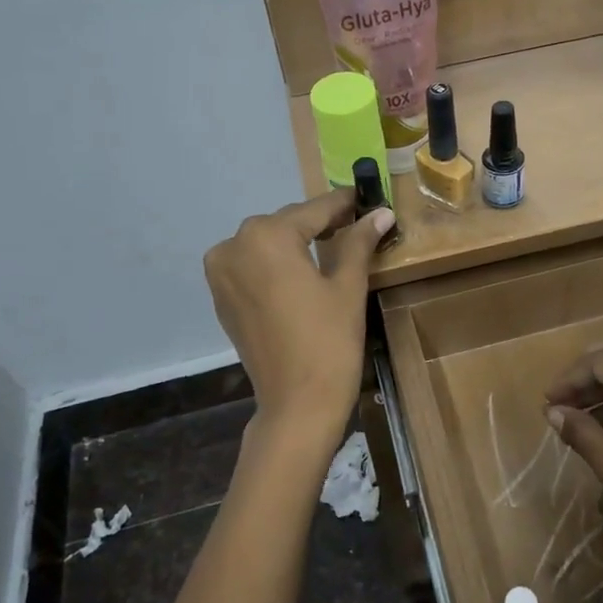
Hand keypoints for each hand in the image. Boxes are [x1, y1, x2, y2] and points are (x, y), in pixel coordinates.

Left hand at [204, 191, 394, 464]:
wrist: (296, 405)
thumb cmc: (328, 341)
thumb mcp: (348, 286)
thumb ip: (359, 242)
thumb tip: (381, 212)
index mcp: (266, 236)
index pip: (314, 210)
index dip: (344, 204)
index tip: (367, 198)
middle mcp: (234, 245)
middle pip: (288, 224)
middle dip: (321, 224)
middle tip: (356, 225)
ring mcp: (221, 272)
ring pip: (268, 244)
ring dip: (298, 243)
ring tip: (334, 248)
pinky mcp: (221, 297)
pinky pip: (254, 266)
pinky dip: (277, 264)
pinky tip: (304, 272)